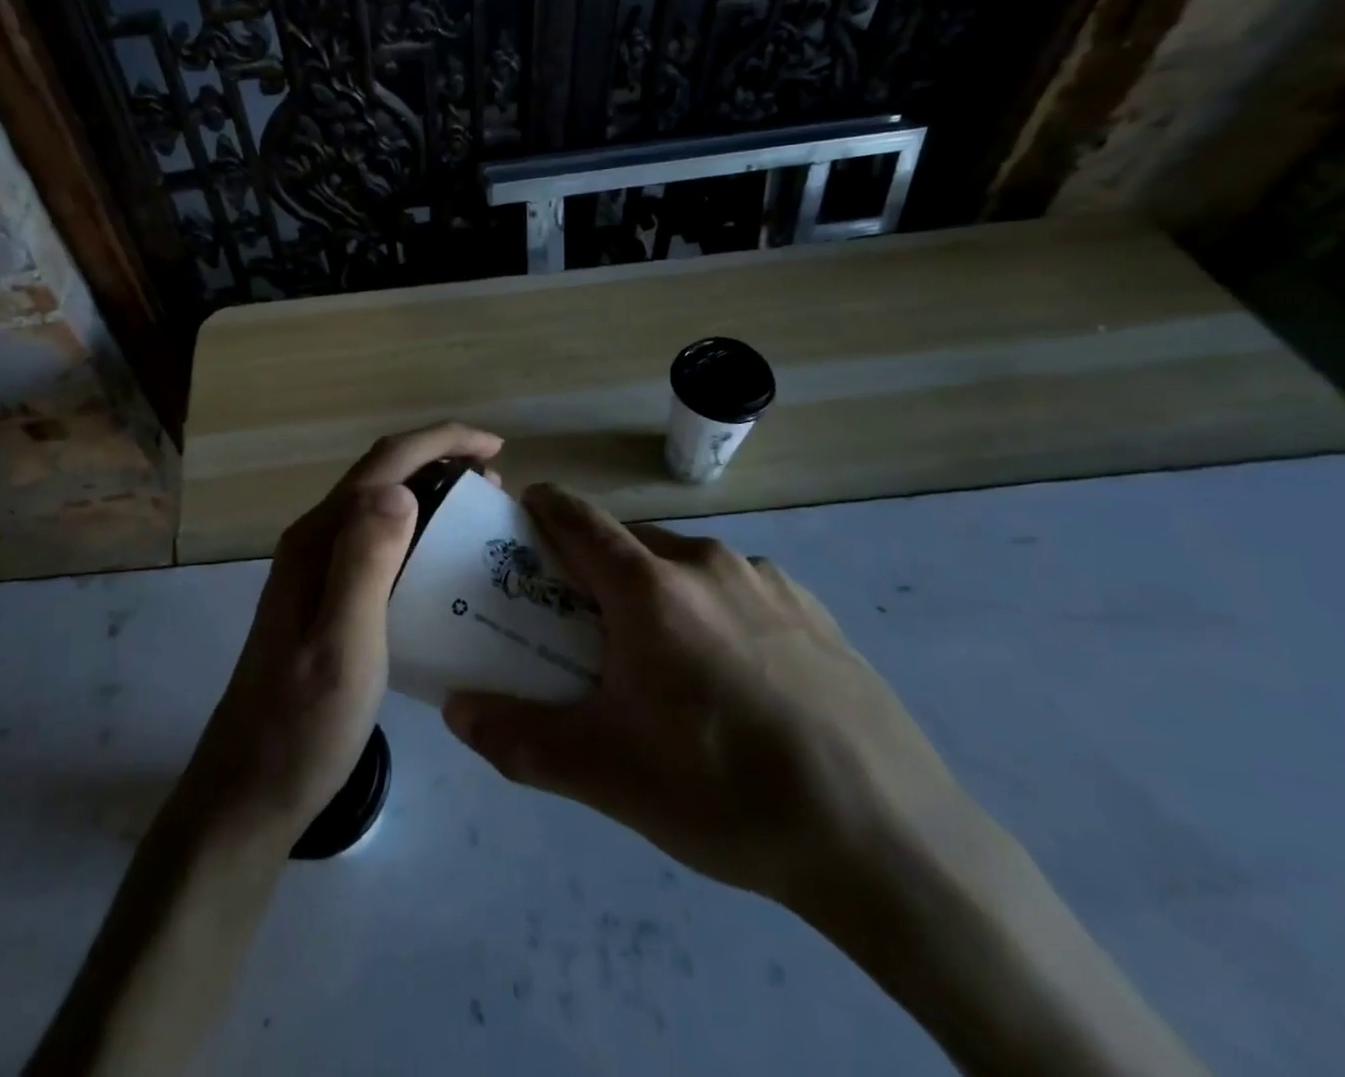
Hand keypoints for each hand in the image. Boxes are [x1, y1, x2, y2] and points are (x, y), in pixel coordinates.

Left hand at [172, 422, 504, 849]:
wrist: (251, 791)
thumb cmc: (303, 725)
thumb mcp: (342, 646)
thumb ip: (364, 563)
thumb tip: (399, 488)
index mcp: (318, 539)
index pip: (385, 463)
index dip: (442, 441)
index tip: (496, 448)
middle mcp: (314, 540)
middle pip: (383, 475)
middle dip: (442, 463)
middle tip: (497, 489)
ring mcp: (316, 569)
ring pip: (381, 506)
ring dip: (432, 494)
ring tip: (480, 516)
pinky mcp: (325, 596)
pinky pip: (380, 541)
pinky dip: (420, 531)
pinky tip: (444, 562)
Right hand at [442, 483, 965, 914]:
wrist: (888, 837)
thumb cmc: (725, 791)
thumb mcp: (608, 776)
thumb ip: (520, 740)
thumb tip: (456, 710)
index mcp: (650, 588)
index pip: (579, 519)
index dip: (544, 507)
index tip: (522, 515)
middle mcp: (705, 563)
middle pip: (631, 541)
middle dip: (597, 565)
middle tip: (584, 618)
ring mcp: (767, 580)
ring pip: (686, 563)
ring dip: (657, 588)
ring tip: (662, 656)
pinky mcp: (812, 608)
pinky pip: (738, 588)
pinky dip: (712, 607)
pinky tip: (735, 674)